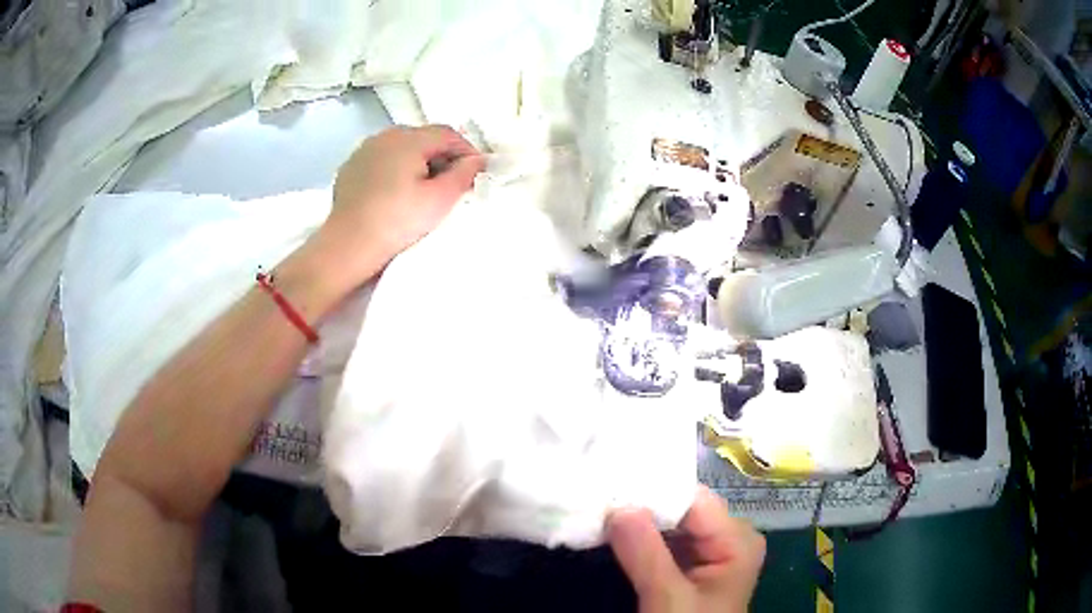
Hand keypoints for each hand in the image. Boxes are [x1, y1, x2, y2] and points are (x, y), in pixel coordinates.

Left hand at [318, 125, 484, 284]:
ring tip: (424, 188)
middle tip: (453, 182)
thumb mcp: (440, 200)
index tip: (476, 172)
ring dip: (418, 161)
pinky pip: (381, 160)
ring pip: (401, 147)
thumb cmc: (398, 221)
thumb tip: (477, 160)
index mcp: (409, 139)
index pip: (448, 134)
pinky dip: (394, 169)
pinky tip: (396, 192)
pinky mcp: (351, 167)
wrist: (348, 245)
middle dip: (442, 155)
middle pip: (423, 138)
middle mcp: (385, 136)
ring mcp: (364, 150)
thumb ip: (464, 174)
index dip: (466, 151)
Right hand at [608, 486, 765, 612]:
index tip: (608, 487)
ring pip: (669, 525)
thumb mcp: (668, 598)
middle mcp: (727, 537)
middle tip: (596, 498)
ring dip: (635, 523)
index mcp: (737, 539)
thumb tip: (617, 506)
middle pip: (681, 509)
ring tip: (598, 511)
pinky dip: (638, 540)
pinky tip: (611, 533)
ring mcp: (709, 551)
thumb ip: (646, 553)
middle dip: (640, 507)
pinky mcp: (690, 565)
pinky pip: (663, 542)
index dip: (652, 492)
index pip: (693, 499)